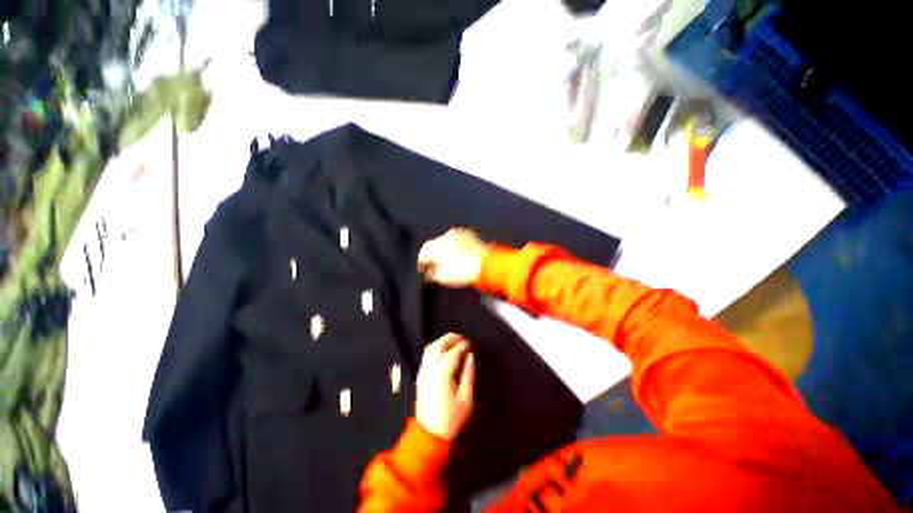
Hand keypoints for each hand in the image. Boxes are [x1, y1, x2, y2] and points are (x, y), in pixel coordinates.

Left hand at [415, 333, 475, 440]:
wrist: (429, 435)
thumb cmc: (451, 419)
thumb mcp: (466, 399)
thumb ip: (468, 374)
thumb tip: (470, 356)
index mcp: (442, 374)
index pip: (453, 352)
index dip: (463, 345)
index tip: (471, 344)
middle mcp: (430, 369)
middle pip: (439, 345)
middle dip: (451, 338)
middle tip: (462, 339)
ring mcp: (423, 371)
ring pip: (431, 348)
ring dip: (442, 341)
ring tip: (454, 342)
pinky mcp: (420, 375)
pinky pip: (426, 355)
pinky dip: (435, 348)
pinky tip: (444, 351)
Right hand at [418, 228, 489, 286]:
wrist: (485, 265)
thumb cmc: (464, 272)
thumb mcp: (442, 278)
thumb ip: (432, 274)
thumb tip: (430, 272)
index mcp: (435, 247)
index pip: (423, 253)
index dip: (423, 263)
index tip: (425, 270)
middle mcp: (444, 237)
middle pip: (433, 246)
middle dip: (434, 256)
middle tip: (437, 267)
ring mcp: (456, 233)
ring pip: (445, 241)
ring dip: (445, 250)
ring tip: (451, 262)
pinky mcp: (467, 233)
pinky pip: (457, 239)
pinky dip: (456, 246)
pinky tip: (460, 255)